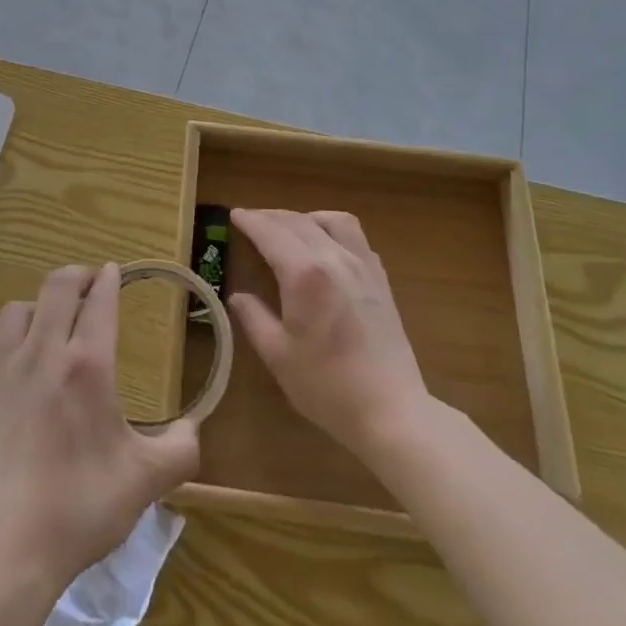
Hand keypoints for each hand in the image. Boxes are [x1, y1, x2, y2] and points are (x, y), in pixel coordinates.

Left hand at [0, 263, 198, 592]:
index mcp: (87, 365)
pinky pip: (2, 343)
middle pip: (57, 287)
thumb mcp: (145, 482)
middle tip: (93, 282)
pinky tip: (32, 365)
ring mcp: (8, 372)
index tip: (115, 271)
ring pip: (20, 308)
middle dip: (78, 275)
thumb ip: (180, 449)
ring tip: (58, 318)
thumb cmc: (81, 507)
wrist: (5, 548)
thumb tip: (193, 428)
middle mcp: (44, 354)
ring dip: (43, 301)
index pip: (99, 301)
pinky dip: (21, 335)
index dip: (109, 279)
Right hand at [227, 209, 429, 463]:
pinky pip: (355, 237)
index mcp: (305, 274)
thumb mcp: (278, 355)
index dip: (250, 221)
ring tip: (290, 229)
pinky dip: (333, 230)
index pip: (271, 233)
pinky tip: (326, 248)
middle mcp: (334, 258)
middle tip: (251, 221)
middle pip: (298, 222)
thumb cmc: (327, 386)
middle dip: (271, 216)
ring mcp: (362, 266)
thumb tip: (237, 296)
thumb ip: (254, 318)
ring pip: (332, 221)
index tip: (234, 214)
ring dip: (305, 218)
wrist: (391, 411)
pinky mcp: (380, 279)